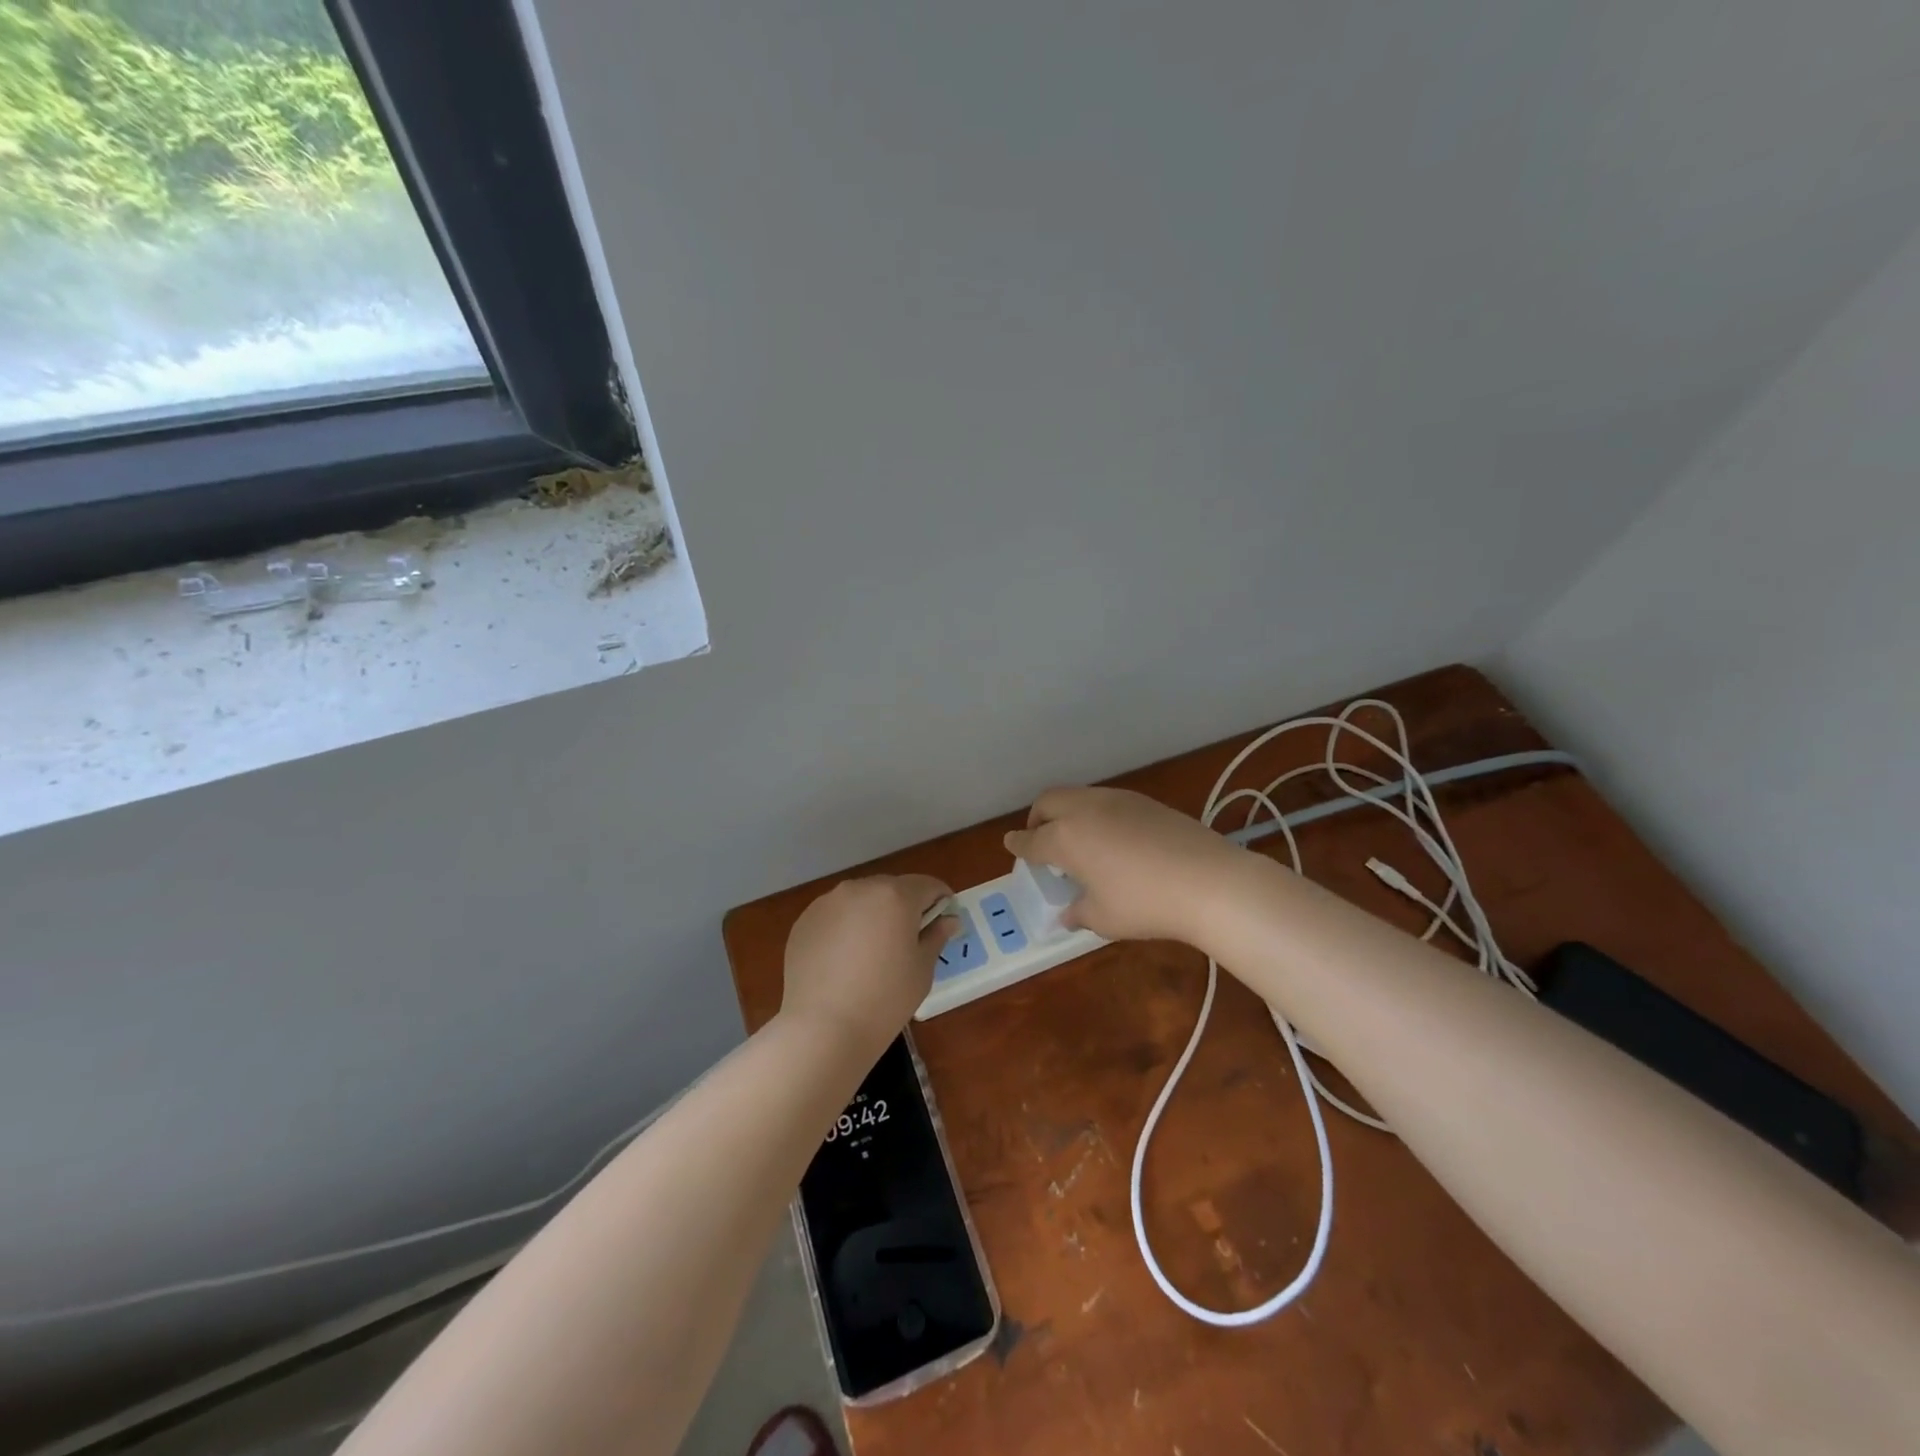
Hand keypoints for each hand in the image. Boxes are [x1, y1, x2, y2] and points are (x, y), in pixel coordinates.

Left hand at [780, 875, 955, 1051]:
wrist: (822, 1028)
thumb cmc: (885, 999)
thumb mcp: (922, 970)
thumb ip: (936, 937)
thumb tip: (948, 919)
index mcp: (896, 896)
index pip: (928, 885)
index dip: (941, 901)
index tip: (943, 922)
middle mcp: (861, 888)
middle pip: (892, 889)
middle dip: (904, 908)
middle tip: (907, 942)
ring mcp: (828, 902)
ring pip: (861, 900)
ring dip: (873, 915)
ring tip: (871, 953)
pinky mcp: (805, 920)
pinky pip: (835, 915)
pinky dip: (845, 928)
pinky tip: (843, 961)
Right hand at [1003, 787, 1250, 944]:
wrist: (1208, 880)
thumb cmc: (1145, 904)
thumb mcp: (1104, 919)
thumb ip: (1079, 912)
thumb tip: (1068, 913)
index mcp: (1065, 838)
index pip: (1031, 839)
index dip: (1017, 844)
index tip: (1010, 844)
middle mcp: (1085, 810)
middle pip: (1048, 802)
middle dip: (1037, 818)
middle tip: (1040, 838)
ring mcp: (1117, 800)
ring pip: (1078, 796)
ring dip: (1067, 812)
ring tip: (1077, 838)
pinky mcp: (1144, 801)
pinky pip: (1106, 800)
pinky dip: (1095, 814)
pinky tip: (1112, 837)